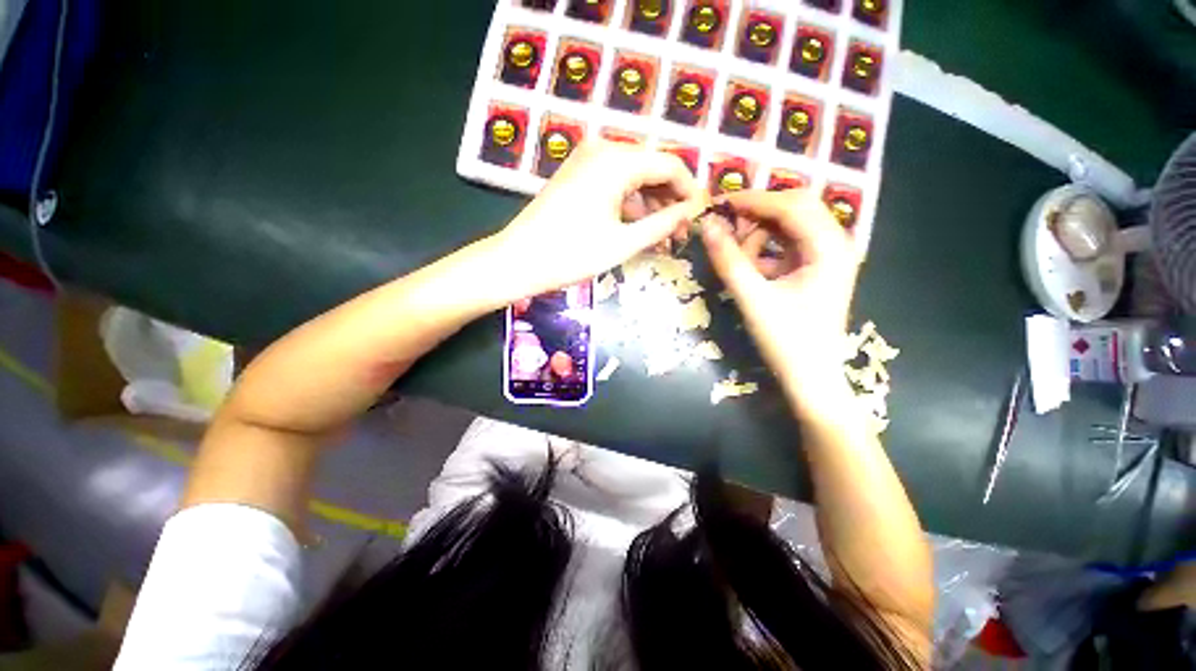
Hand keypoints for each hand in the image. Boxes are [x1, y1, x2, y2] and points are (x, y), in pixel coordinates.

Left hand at [490, 140, 706, 299]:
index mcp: (617, 160)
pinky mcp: (577, 175)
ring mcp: (587, 160)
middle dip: (671, 200)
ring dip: (651, 205)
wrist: (519, 260)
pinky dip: (630, 204)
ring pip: (634, 177)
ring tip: (663, 238)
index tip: (701, 217)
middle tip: (681, 233)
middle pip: (652, 168)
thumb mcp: (623, 243)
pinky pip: (615, 183)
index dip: (690, 191)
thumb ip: (662, 224)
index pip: (670, 165)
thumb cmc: (572, 254)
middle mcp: (603, 149)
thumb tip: (692, 213)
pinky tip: (638, 228)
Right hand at [701, 189, 859, 411]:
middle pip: (796, 207)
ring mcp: (827, 256)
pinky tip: (748, 263)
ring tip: (734, 250)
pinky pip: (788, 243)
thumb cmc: (786, 340)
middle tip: (725, 224)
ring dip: (760, 230)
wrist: (810, 377)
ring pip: (791, 224)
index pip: (792, 206)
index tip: (718, 205)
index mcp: (830, 247)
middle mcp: (835, 243)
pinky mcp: (816, 268)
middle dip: (757, 212)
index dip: (753, 201)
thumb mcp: (753, 298)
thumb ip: (729, 260)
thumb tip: (706, 225)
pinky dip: (765, 247)